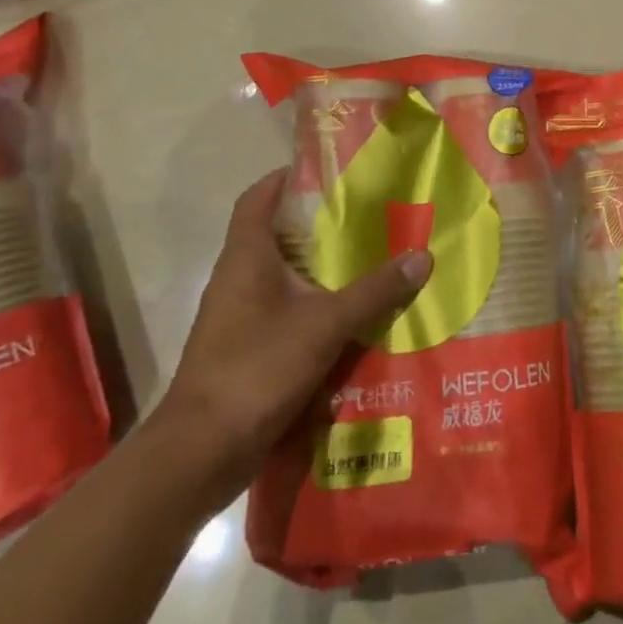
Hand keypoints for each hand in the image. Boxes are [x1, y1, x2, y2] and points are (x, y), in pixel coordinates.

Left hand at [153, 168, 432, 507]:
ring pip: (284, 276)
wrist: (200, 454)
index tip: (329, 169)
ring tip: (370, 259)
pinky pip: (285, 312)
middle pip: (278, 234)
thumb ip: (375, 291)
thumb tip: (423, 256)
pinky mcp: (245, 350)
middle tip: (369, 213)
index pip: (259, 197)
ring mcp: (238, 317)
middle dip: (320, 224)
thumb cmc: (256, 367)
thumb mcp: (326, 324)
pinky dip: (315, 307)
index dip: (287, 176)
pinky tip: (351, 316)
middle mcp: (238, 278)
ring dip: (321, 268)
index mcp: (246, 256)